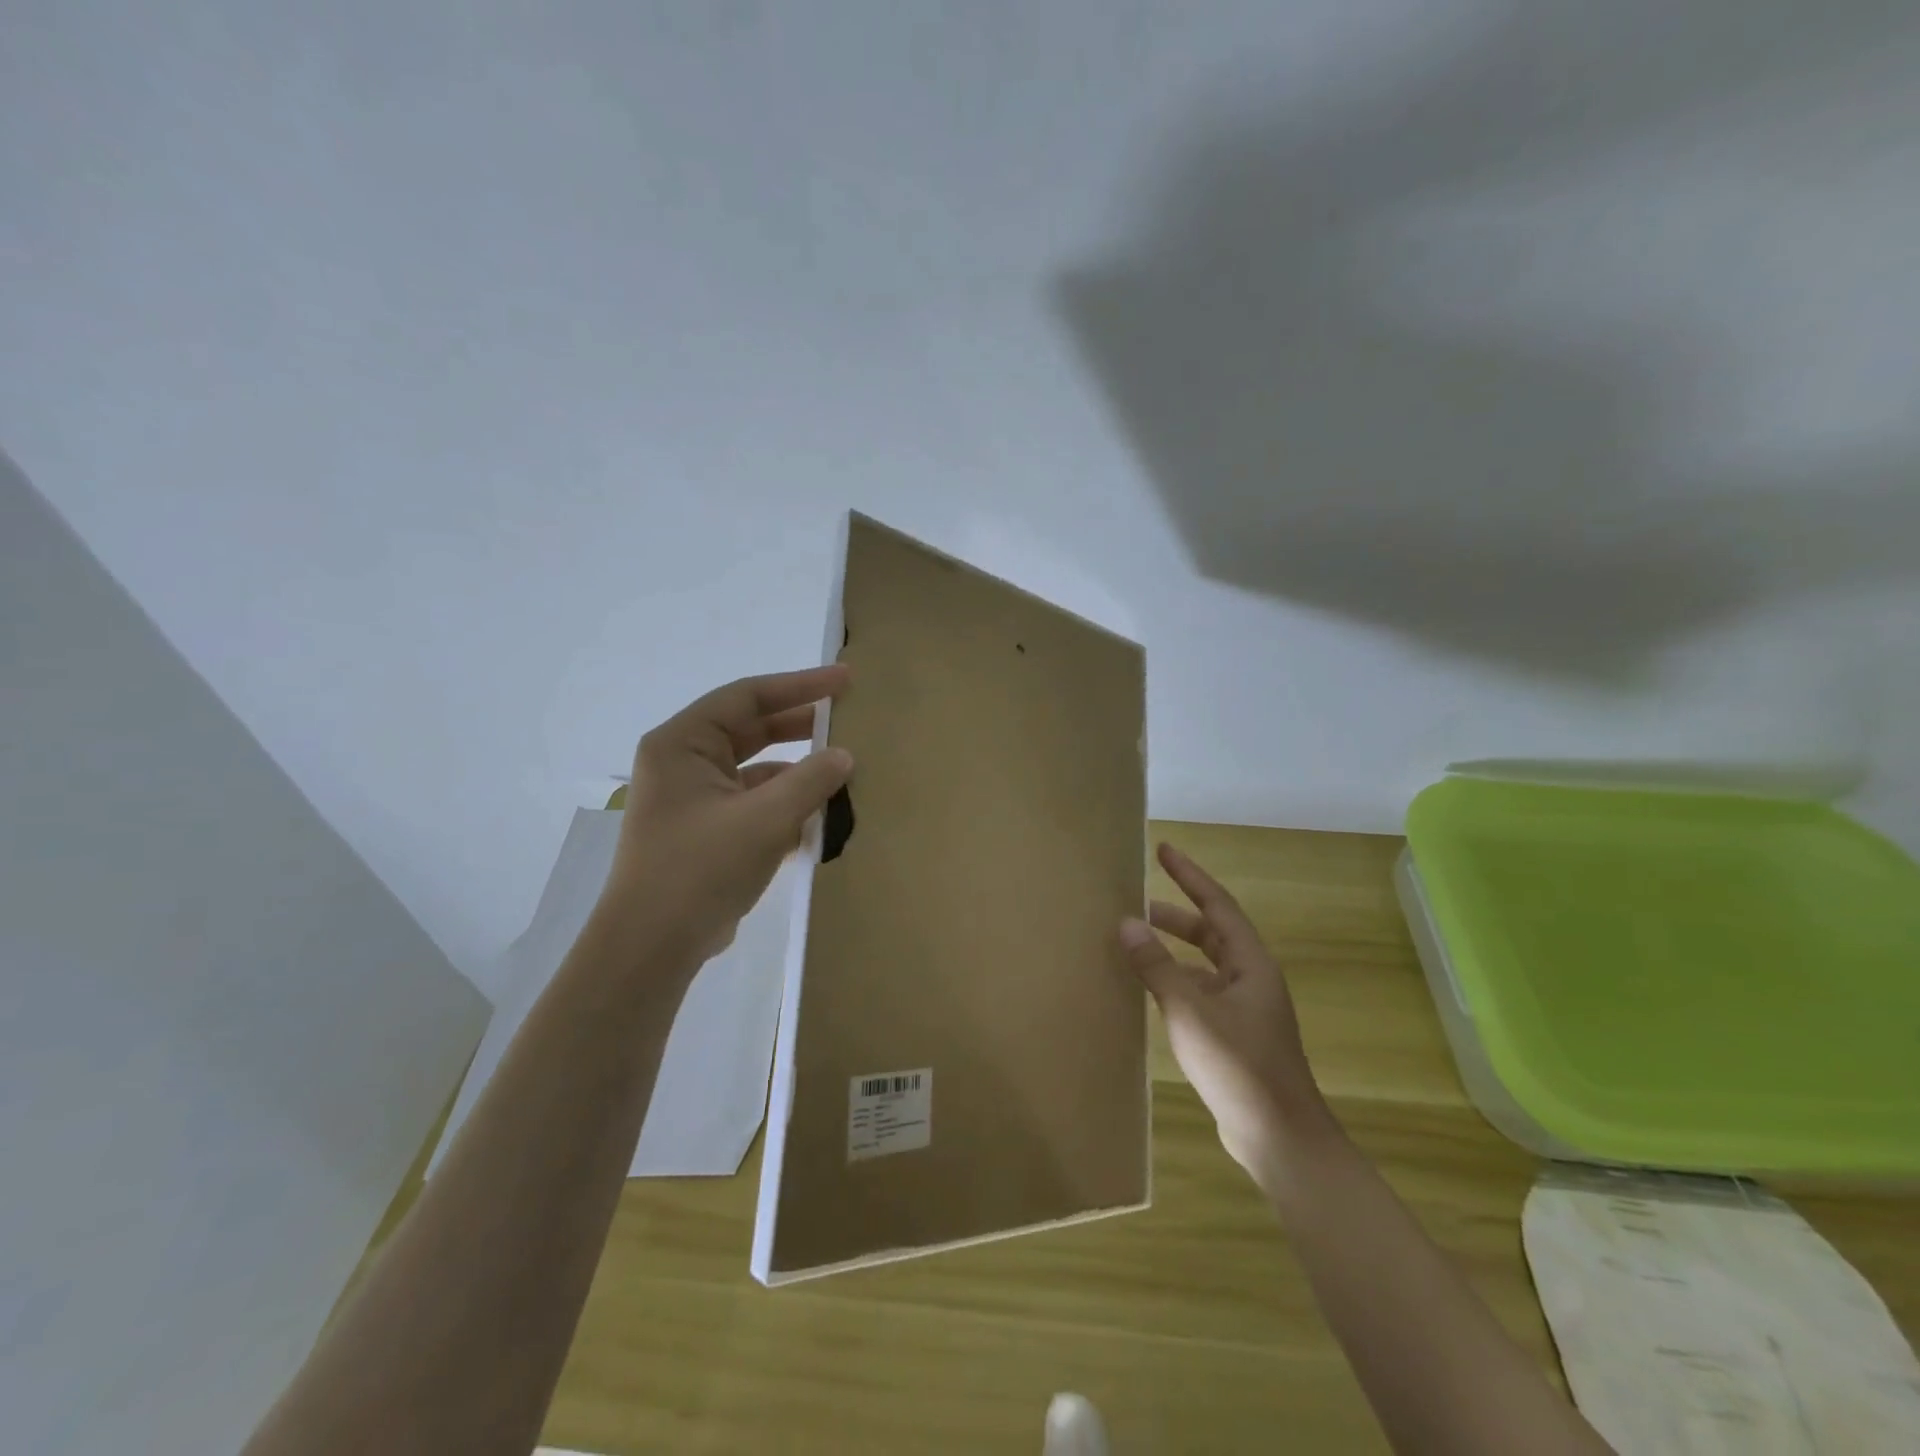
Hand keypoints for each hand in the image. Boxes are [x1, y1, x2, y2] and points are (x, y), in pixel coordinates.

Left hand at [604, 665, 852, 969]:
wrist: (652, 948)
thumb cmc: (699, 870)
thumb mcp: (764, 820)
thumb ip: (810, 781)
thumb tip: (846, 756)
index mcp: (683, 743)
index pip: (747, 696)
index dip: (800, 685)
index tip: (845, 681)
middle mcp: (684, 763)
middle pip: (751, 729)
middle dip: (801, 724)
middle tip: (850, 717)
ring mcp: (695, 799)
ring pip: (756, 770)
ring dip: (798, 772)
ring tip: (845, 773)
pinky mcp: (707, 832)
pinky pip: (754, 803)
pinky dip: (786, 805)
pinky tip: (822, 817)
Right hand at [1120, 842, 1331, 1178]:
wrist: (1279, 1138)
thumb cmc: (1239, 1066)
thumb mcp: (1190, 1011)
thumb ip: (1156, 966)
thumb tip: (1126, 923)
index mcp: (1250, 964)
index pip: (1217, 904)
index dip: (1190, 875)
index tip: (1163, 850)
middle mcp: (1251, 979)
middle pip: (1212, 932)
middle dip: (1176, 914)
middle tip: (1136, 902)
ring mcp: (1245, 1009)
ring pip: (1205, 964)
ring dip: (1174, 949)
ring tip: (1135, 942)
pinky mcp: (1235, 1035)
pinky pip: (1201, 991)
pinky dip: (1176, 981)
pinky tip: (1151, 991)